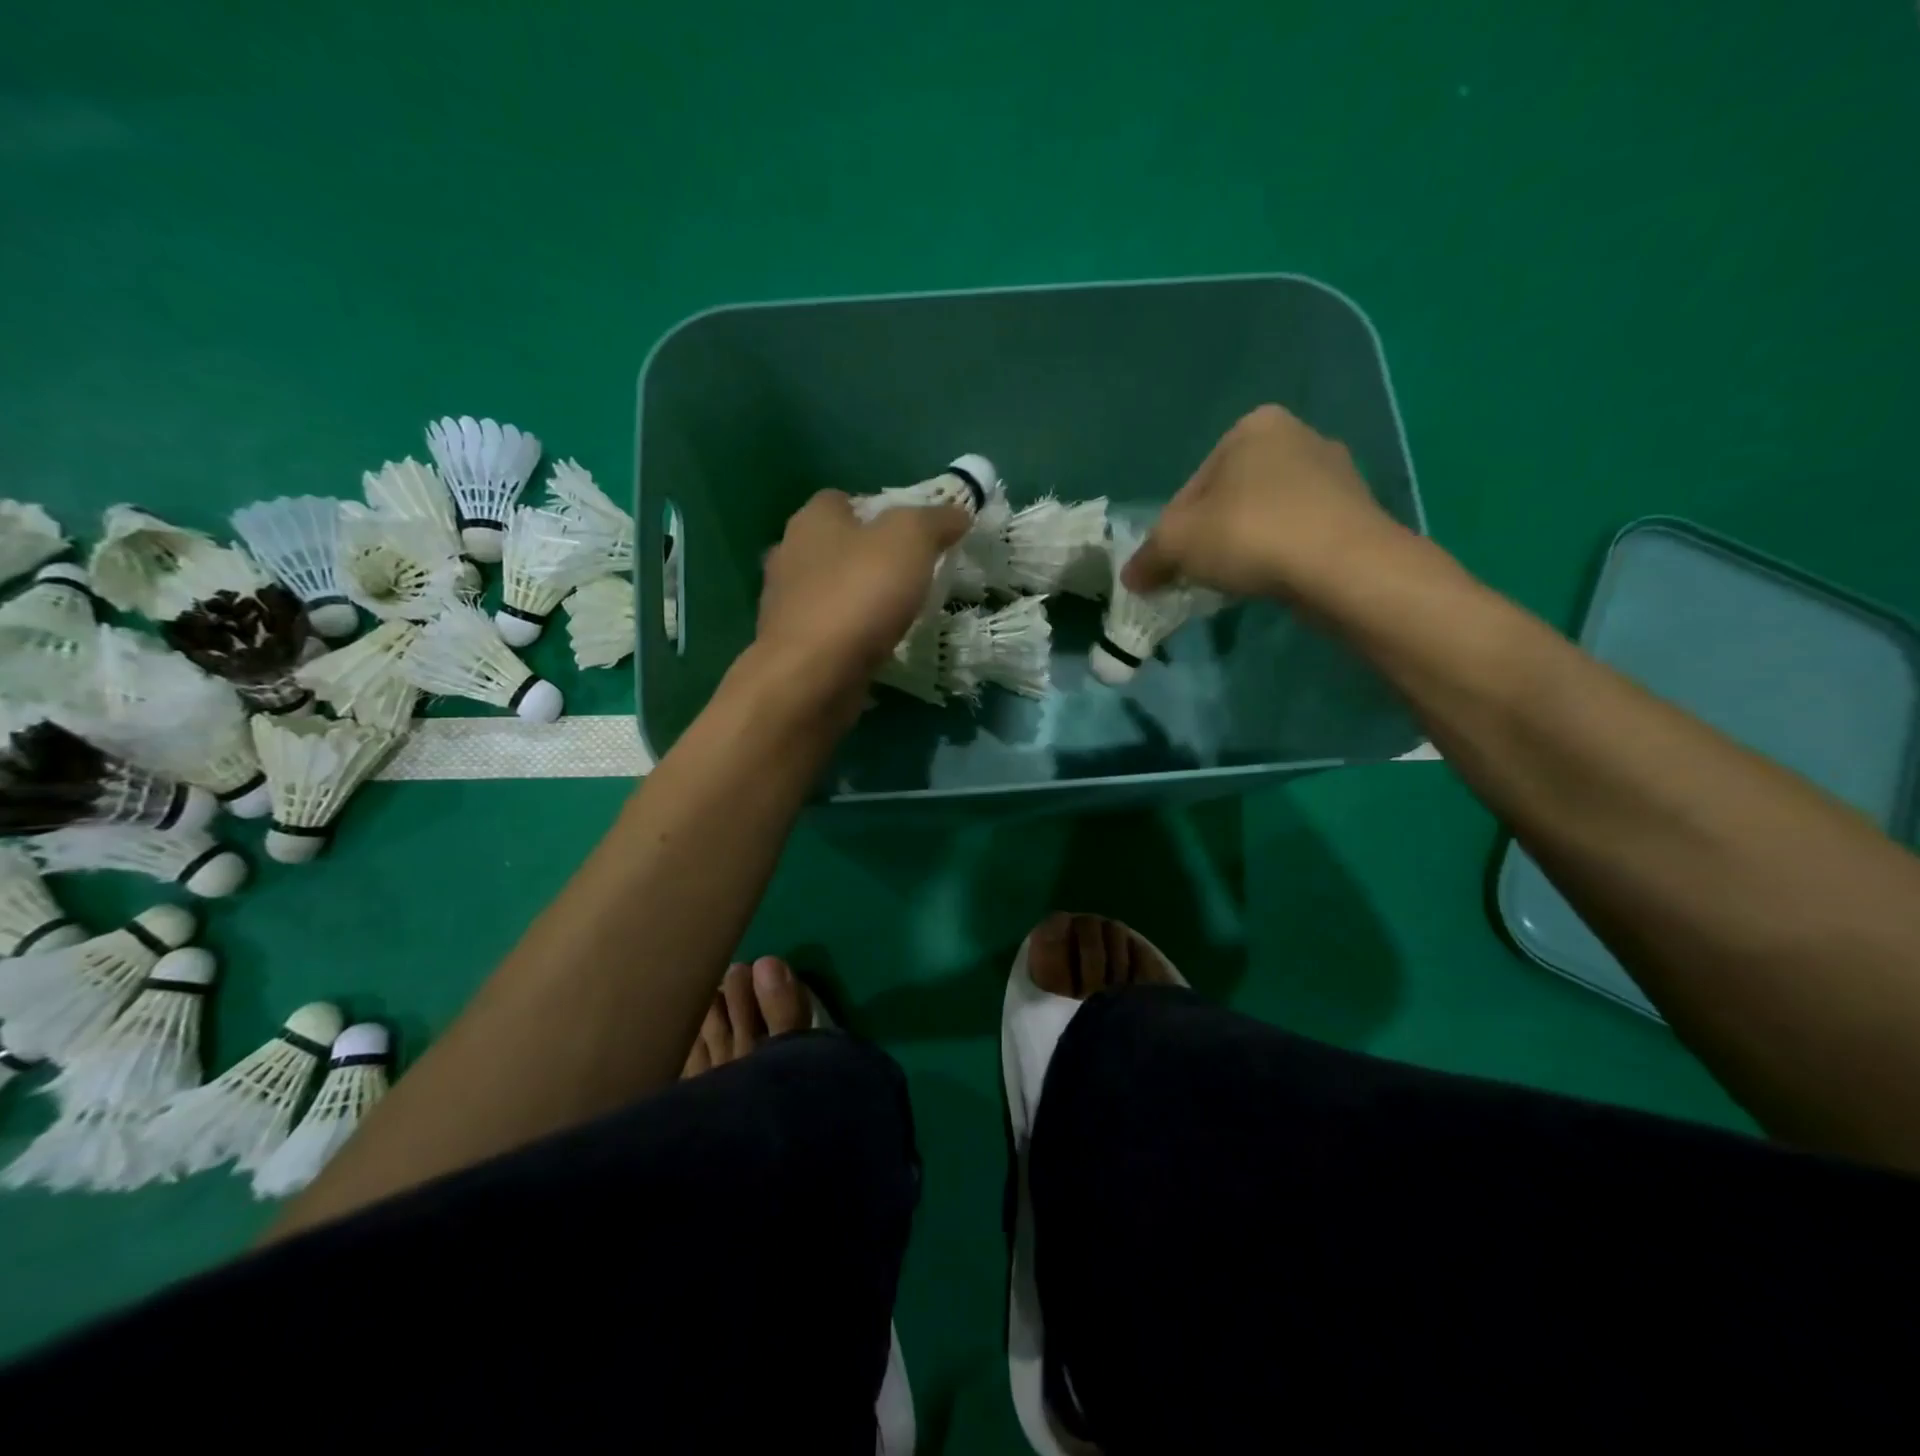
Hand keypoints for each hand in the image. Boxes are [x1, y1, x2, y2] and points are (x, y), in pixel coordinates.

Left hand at [753, 490, 968, 701]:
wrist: (812, 675)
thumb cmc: (859, 595)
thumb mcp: (910, 541)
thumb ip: (934, 521)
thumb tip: (957, 512)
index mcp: (812, 520)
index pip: (842, 499)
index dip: (878, 510)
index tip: (910, 535)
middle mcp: (789, 554)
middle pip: (835, 545)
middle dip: (867, 556)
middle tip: (909, 575)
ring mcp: (785, 604)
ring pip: (828, 589)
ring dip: (856, 597)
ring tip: (896, 613)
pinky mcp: (791, 645)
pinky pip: (827, 629)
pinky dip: (849, 634)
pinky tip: (874, 645)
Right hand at [1123, 404, 1406, 603]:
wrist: (1342, 566)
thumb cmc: (1249, 534)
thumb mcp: (1176, 544)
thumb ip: (1148, 558)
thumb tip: (1131, 577)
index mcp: (1252, 427)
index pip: (1191, 488)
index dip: (1172, 533)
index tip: (1170, 567)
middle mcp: (1298, 436)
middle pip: (1229, 500)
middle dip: (1210, 538)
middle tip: (1198, 576)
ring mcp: (1335, 473)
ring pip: (1265, 517)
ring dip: (1245, 548)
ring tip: (1235, 583)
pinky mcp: (1356, 512)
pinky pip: (1298, 534)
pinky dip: (1279, 556)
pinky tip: (1272, 581)